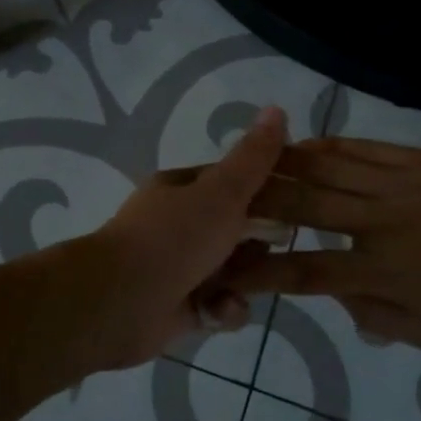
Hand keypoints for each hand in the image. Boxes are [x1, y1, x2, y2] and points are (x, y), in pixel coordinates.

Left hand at [77, 106, 289, 372]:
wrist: (119, 304)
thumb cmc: (173, 238)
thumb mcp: (221, 192)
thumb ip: (253, 158)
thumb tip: (276, 108)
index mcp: (182, 189)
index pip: (233, 181)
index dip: (266, 189)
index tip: (300, 200)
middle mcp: (178, 225)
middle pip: (237, 229)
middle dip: (258, 243)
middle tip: (274, 249)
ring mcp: (178, 267)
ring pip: (233, 271)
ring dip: (243, 282)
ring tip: (239, 288)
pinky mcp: (180, 308)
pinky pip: (219, 305)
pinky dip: (223, 310)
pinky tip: (217, 311)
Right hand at [228, 136, 420, 354]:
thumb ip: (376, 318)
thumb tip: (339, 297)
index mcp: (381, 272)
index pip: (305, 271)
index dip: (261, 272)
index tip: (230, 270)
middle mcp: (380, 222)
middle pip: (303, 207)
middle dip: (257, 201)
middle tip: (224, 196)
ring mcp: (401, 184)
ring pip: (328, 168)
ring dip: (284, 165)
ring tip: (254, 162)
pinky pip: (365, 149)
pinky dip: (330, 147)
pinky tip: (307, 144)